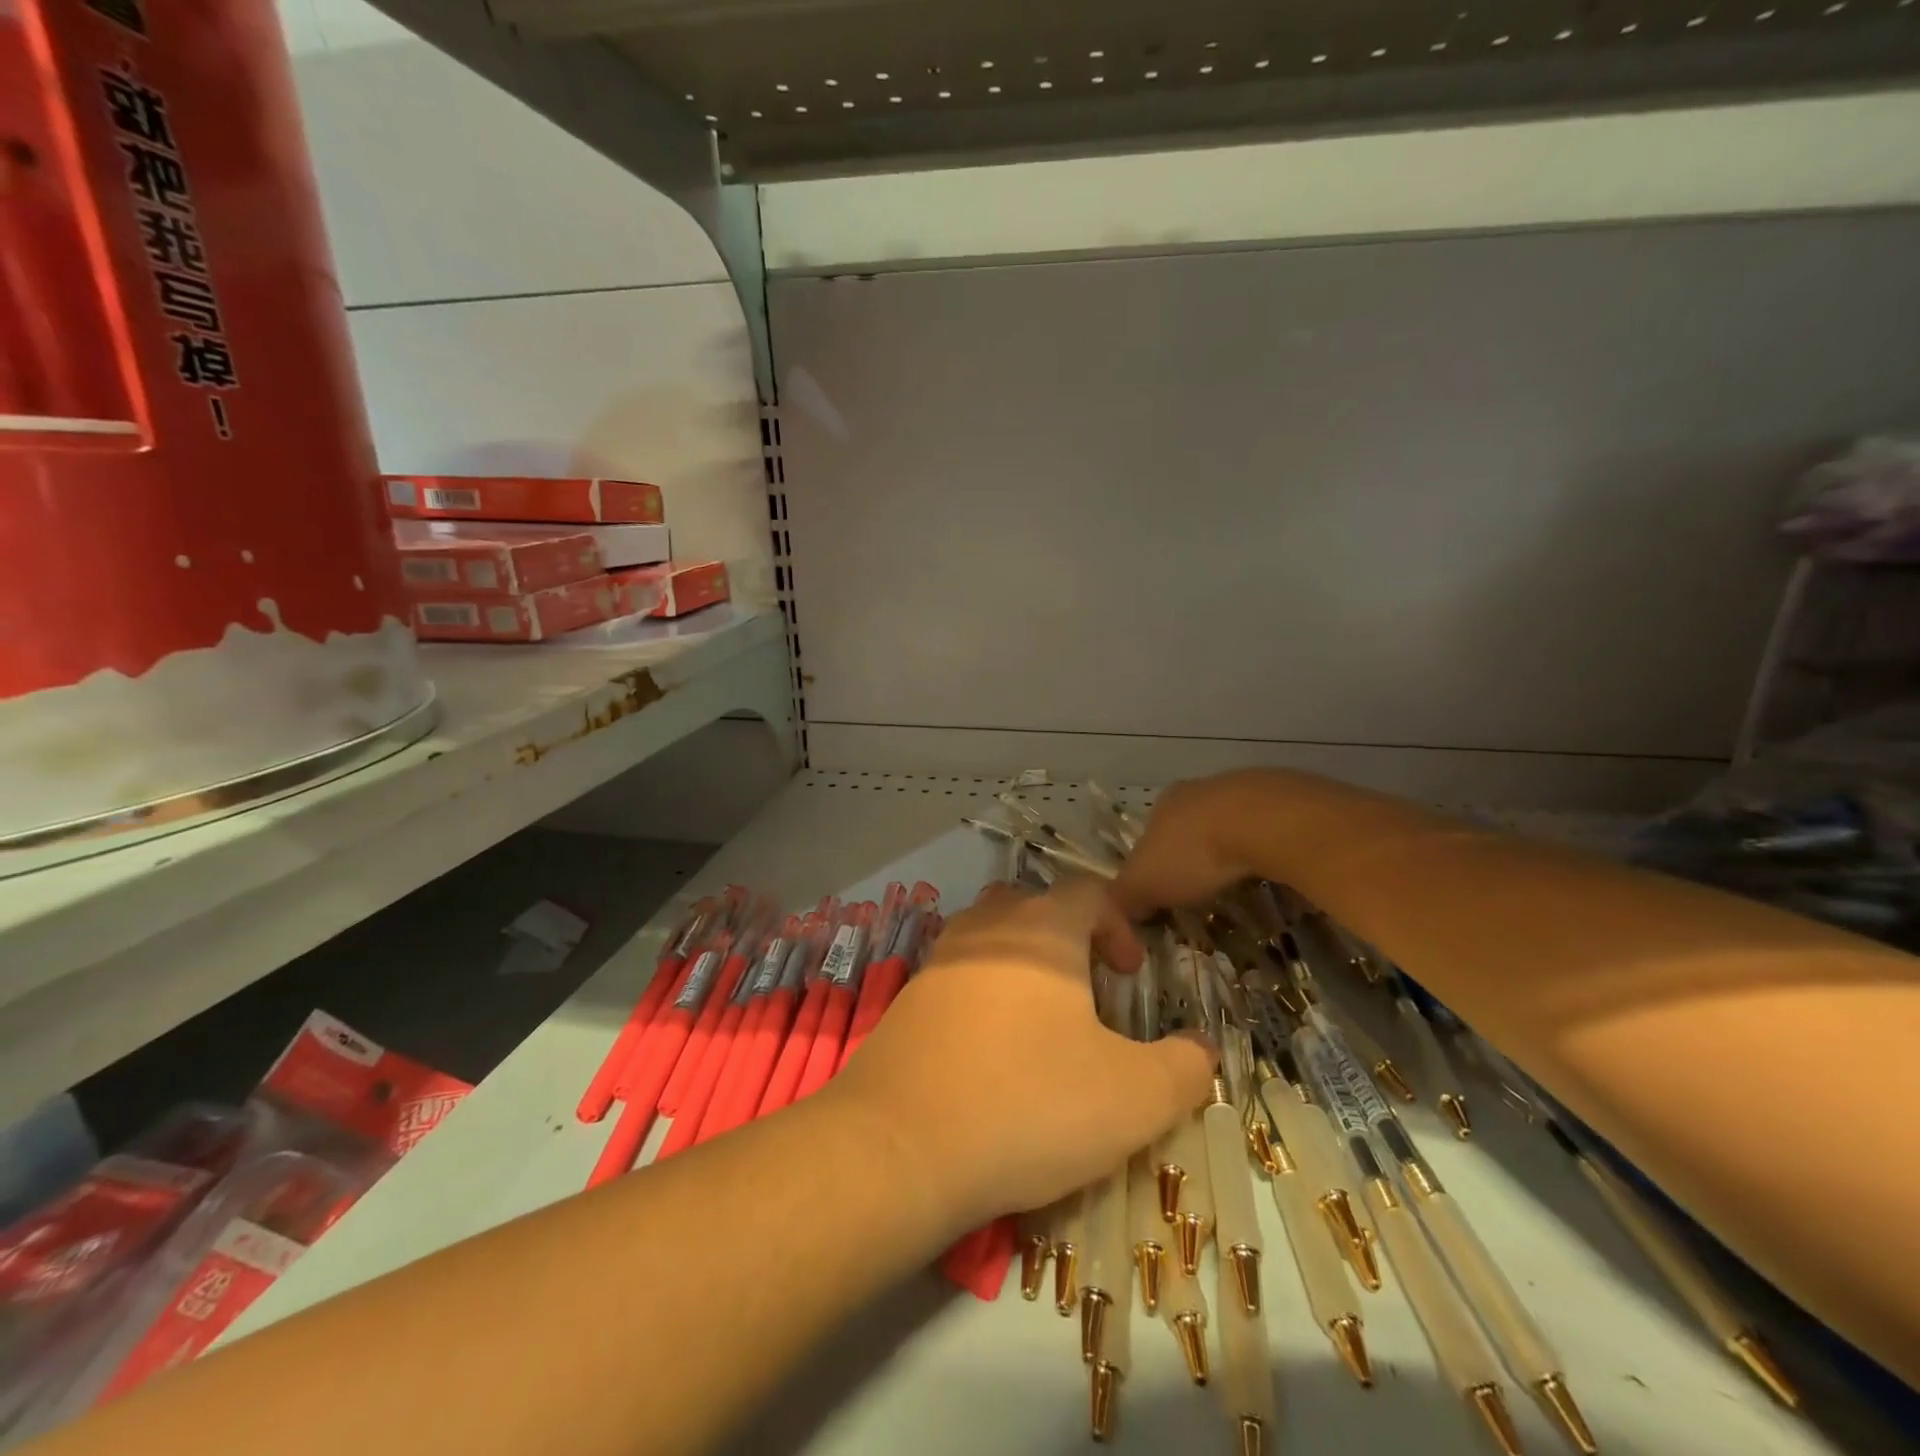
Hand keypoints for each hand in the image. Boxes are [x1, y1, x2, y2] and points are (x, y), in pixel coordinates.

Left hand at [827, 879, 1214, 1237]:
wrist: (899, 1145)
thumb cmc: (1029, 1104)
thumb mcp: (1134, 1097)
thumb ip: (1184, 1067)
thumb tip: (1202, 1048)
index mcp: (1041, 928)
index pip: (1089, 892)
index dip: (1120, 925)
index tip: (1131, 976)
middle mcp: (986, 927)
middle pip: (1035, 907)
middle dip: (1070, 940)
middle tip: (1089, 994)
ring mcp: (939, 959)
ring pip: (991, 938)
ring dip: (1023, 965)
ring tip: (1043, 1022)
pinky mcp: (907, 998)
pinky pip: (958, 977)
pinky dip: (984, 997)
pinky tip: (992, 1054)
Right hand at [1112, 770, 1277, 918]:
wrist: (1263, 823)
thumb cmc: (1193, 853)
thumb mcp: (1144, 884)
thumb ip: (1124, 898)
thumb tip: (1114, 914)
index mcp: (1160, 805)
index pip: (1148, 837)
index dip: (1153, 867)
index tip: (1165, 895)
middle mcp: (1196, 790)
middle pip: (1187, 829)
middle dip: (1193, 859)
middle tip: (1202, 893)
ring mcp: (1239, 790)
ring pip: (1227, 826)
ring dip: (1230, 851)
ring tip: (1238, 883)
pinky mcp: (1279, 798)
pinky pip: (1264, 829)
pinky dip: (1262, 848)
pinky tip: (1268, 870)